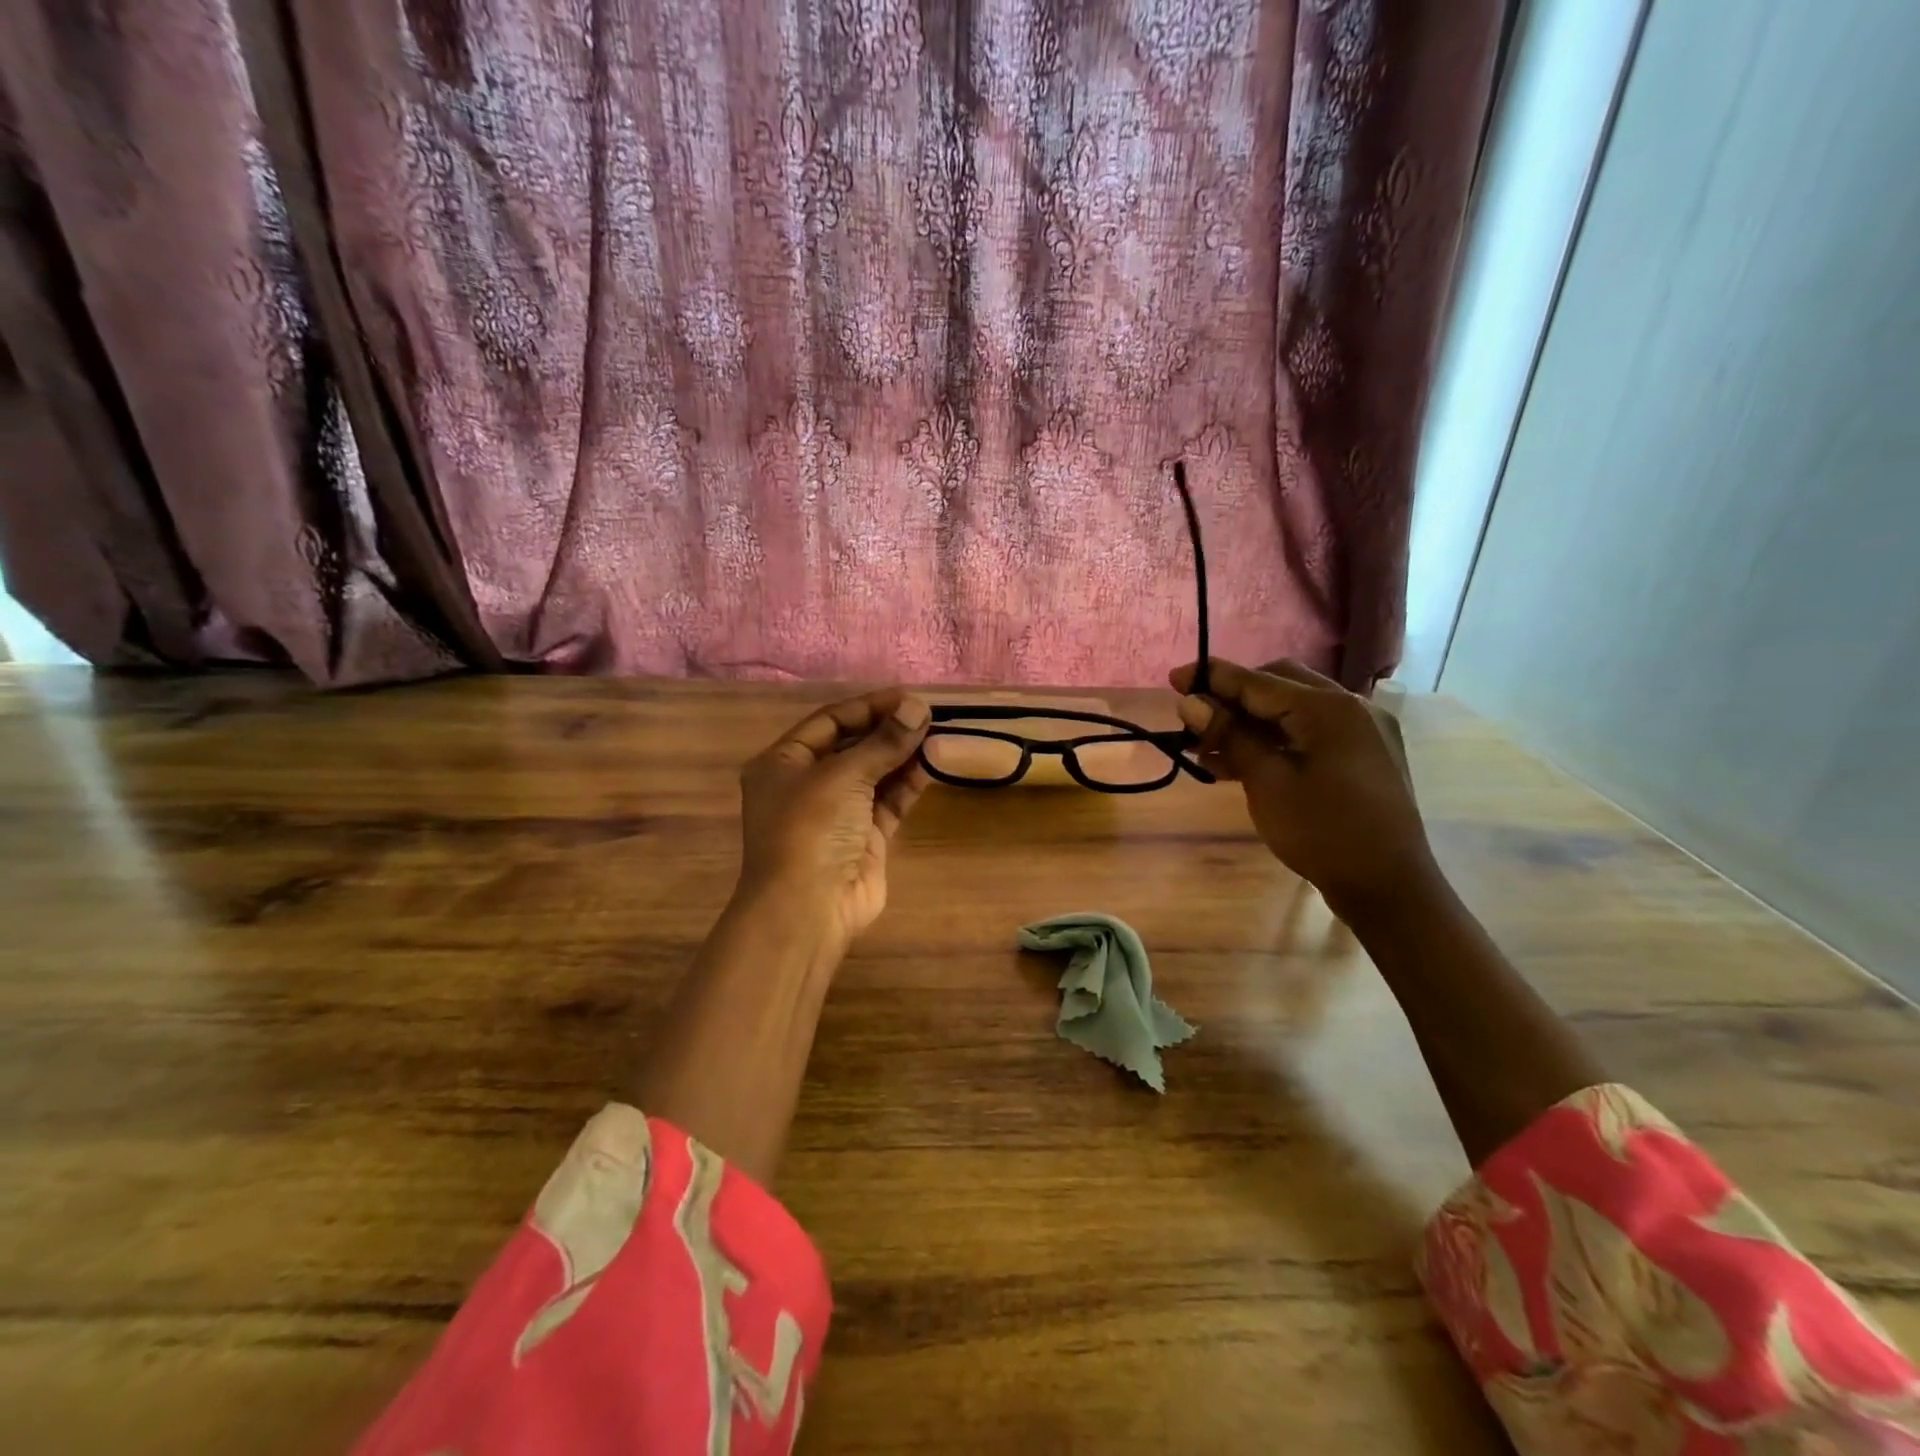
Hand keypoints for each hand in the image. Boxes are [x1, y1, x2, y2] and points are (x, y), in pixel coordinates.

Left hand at [735, 688, 932, 952]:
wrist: (808, 908)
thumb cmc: (811, 828)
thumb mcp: (843, 775)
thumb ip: (883, 742)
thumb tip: (918, 706)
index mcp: (784, 763)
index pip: (829, 721)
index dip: (868, 706)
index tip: (908, 697)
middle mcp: (807, 784)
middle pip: (853, 746)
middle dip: (889, 730)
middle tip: (928, 715)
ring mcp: (837, 813)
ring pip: (874, 773)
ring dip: (903, 755)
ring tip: (938, 735)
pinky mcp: (864, 837)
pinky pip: (888, 801)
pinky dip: (908, 783)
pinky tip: (933, 764)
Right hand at [1170, 657, 1435, 916]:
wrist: (1389, 887)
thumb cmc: (1322, 833)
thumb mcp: (1267, 783)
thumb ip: (1229, 735)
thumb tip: (1189, 702)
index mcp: (1328, 708)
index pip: (1257, 681)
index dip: (1212, 678)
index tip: (1173, 677)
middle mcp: (1350, 706)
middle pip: (1279, 684)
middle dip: (1233, 697)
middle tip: (1195, 719)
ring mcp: (1362, 730)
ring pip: (1293, 709)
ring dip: (1251, 721)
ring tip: (1208, 748)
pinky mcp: (1363, 754)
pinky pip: (1311, 731)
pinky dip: (1276, 739)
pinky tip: (1242, 761)